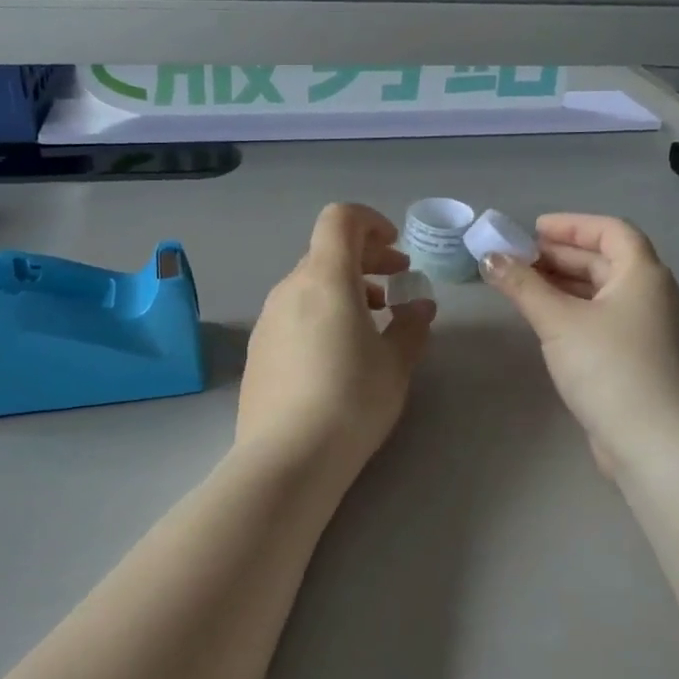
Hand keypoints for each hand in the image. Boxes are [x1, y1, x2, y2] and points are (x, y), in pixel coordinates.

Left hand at [236, 204, 436, 486]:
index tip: (396, 248)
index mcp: (325, 278)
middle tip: (398, 281)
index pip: (340, 219)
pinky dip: (322, 312)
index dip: (371, 222)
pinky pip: (294, 312)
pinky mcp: (258, 349)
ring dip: (345, 287)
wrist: (286, 459)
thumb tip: (420, 305)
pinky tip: (339, 352)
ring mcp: (268, 319)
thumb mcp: (396, 364)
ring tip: (374, 320)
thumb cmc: (351, 400)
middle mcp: (290, 288)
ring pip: (310, 283)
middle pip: (327, 251)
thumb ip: (411, 325)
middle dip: (366, 258)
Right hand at [482, 214, 678, 478]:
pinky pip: (601, 318)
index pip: (611, 231)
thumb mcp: (559, 320)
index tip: (532, 230)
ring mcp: (647, 330)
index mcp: (643, 275)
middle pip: (605, 260)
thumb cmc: (609, 367)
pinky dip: (572, 310)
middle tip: (516, 258)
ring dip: (563, 283)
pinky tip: (543, 320)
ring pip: (602, 292)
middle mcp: (652, 295)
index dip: (572, 225)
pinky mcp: (637, 359)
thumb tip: (489, 258)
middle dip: (559, 256)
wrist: (655, 443)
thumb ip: (522, 285)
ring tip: (521, 285)